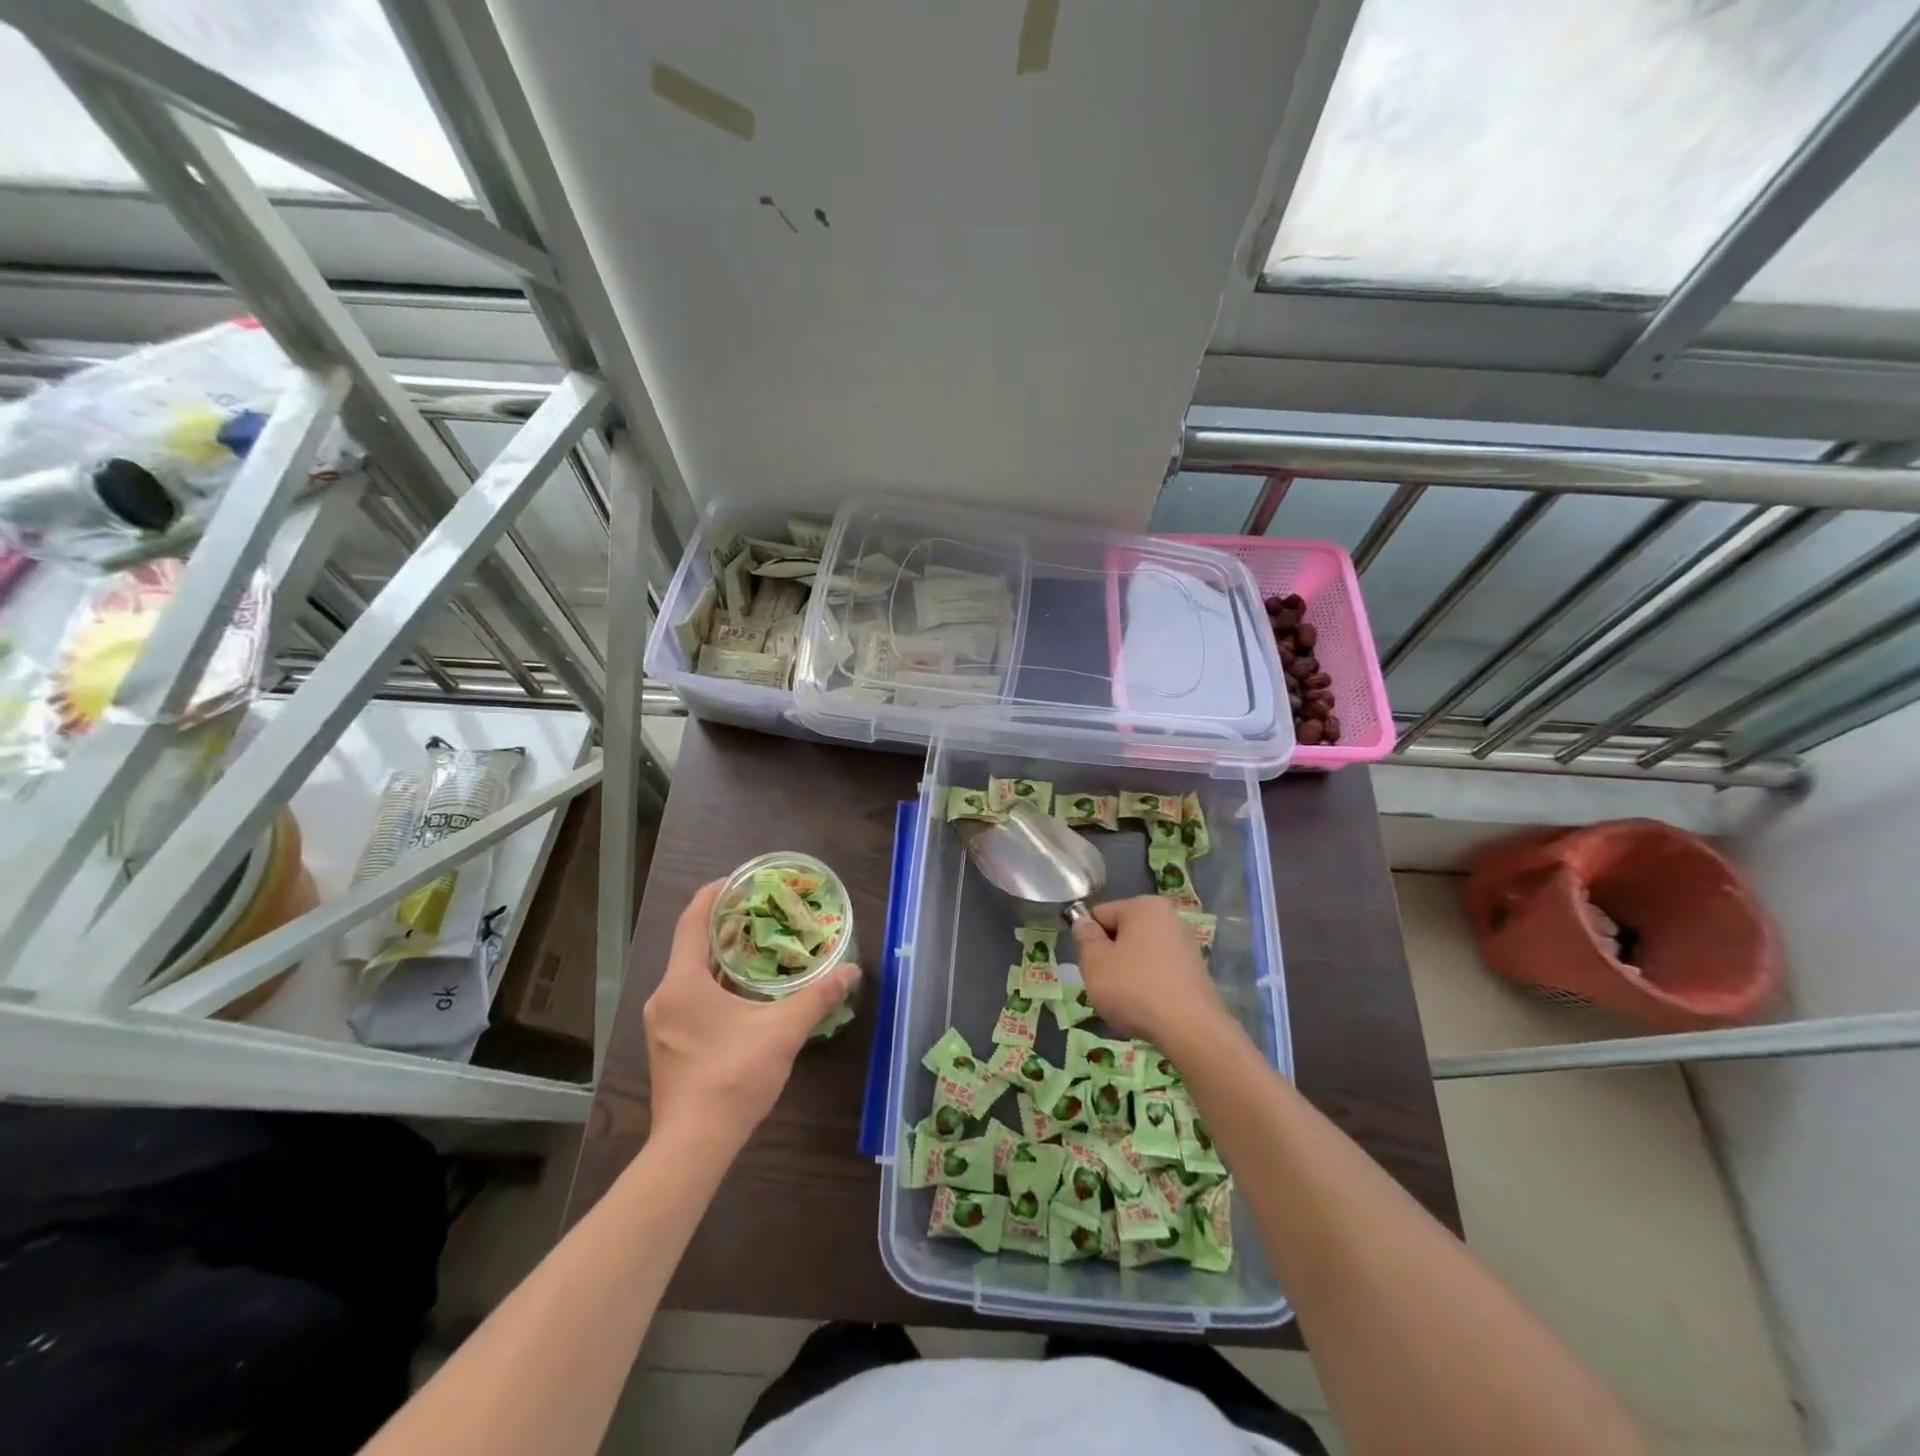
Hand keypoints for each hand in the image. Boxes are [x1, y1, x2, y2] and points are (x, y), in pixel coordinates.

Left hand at [645, 880, 860, 1149]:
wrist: (694, 1146)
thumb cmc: (733, 1077)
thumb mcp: (783, 1031)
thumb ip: (817, 997)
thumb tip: (852, 971)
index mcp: (683, 983)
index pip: (692, 921)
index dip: (713, 895)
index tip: (738, 879)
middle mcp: (665, 996)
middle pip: (691, 945)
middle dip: (724, 925)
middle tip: (760, 910)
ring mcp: (662, 1023)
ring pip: (690, 974)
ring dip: (721, 957)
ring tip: (758, 945)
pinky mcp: (669, 1045)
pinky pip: (690, 997)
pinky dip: (715, 984)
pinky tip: (744, 992)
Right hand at [1070, 896, 1234, 1055]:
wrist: (1190, 1029)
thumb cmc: (1134, 988)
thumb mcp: (1095, 962)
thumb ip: (1085, 937)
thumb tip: (1084, 922)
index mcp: (1144, 906)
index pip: (1101, 914)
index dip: (1088, 940)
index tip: (1090, 966)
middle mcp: (1169, 917)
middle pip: (1123, 933)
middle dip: (1110, 956)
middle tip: (1105, 985)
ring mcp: (1187, 945)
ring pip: (1141, 954)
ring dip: (1128, 973)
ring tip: (1127, 1001)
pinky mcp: (1197, 971)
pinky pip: (1160, 972)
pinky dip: (1149, 986)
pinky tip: (1148, 1008)